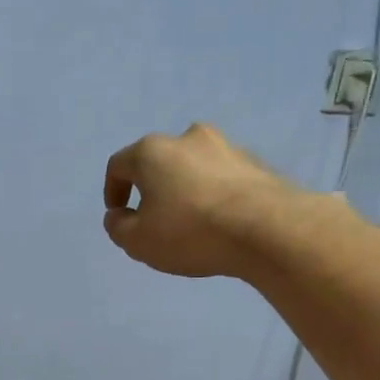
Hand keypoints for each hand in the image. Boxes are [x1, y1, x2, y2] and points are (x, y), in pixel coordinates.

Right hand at [102, 123, 301, 277]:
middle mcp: (187, 138)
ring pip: (193, 167)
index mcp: (152, 152)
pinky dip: (213, 194)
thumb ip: (118, 228)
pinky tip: (219, 221)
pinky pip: (222, 178)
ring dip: (185, 189)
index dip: (113, 191)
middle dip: (152, 188)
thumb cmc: (190, 232)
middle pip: (158, 161)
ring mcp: (225, 147)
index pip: (119, 165)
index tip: (119, 214)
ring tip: (190, 222)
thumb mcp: (138, 242)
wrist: (267, 229)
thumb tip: (119, 216)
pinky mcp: (255, 163)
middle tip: (155, 218)